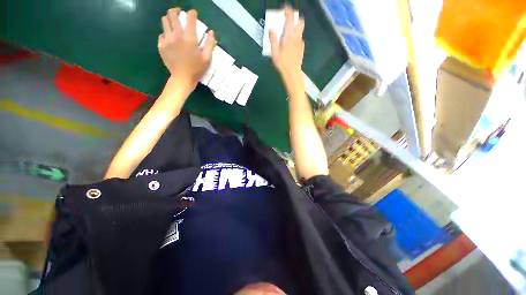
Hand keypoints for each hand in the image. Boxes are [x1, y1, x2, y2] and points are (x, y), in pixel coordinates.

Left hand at [158, 8, 215, 91]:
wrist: (182, 79)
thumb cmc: (196, 70)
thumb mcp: (207, 59)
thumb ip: (210, 44)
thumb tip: (211, 32)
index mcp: (189, 38)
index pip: (190, 18)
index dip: (192, 13)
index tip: (193, 13)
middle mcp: (176, 35)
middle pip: (172, 14)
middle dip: (176, 11)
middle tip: (180, 13)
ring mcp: (167, 40)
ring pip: (164, 21)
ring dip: (169, 19)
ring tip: (173, 23)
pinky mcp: (161, 46)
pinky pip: (161, 35)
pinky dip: (165, 34)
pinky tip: (170, 39)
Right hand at [269, 6, 304, 78]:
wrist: (292, 74)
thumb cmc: (282, 63)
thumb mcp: (274, 52)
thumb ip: (273, 39)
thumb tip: (271, 29)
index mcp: (289, 35)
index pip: (290, 18)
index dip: (288, 10)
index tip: (284, 8)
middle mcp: (297, 37)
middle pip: (300, 22)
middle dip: (295, 18)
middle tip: (288, 21)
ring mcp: (300, 43)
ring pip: (301, 31)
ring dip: (296, 28)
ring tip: (289, 34)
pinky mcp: (302, 50)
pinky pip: (300, 40)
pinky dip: (297, 38)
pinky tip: (292, 45)